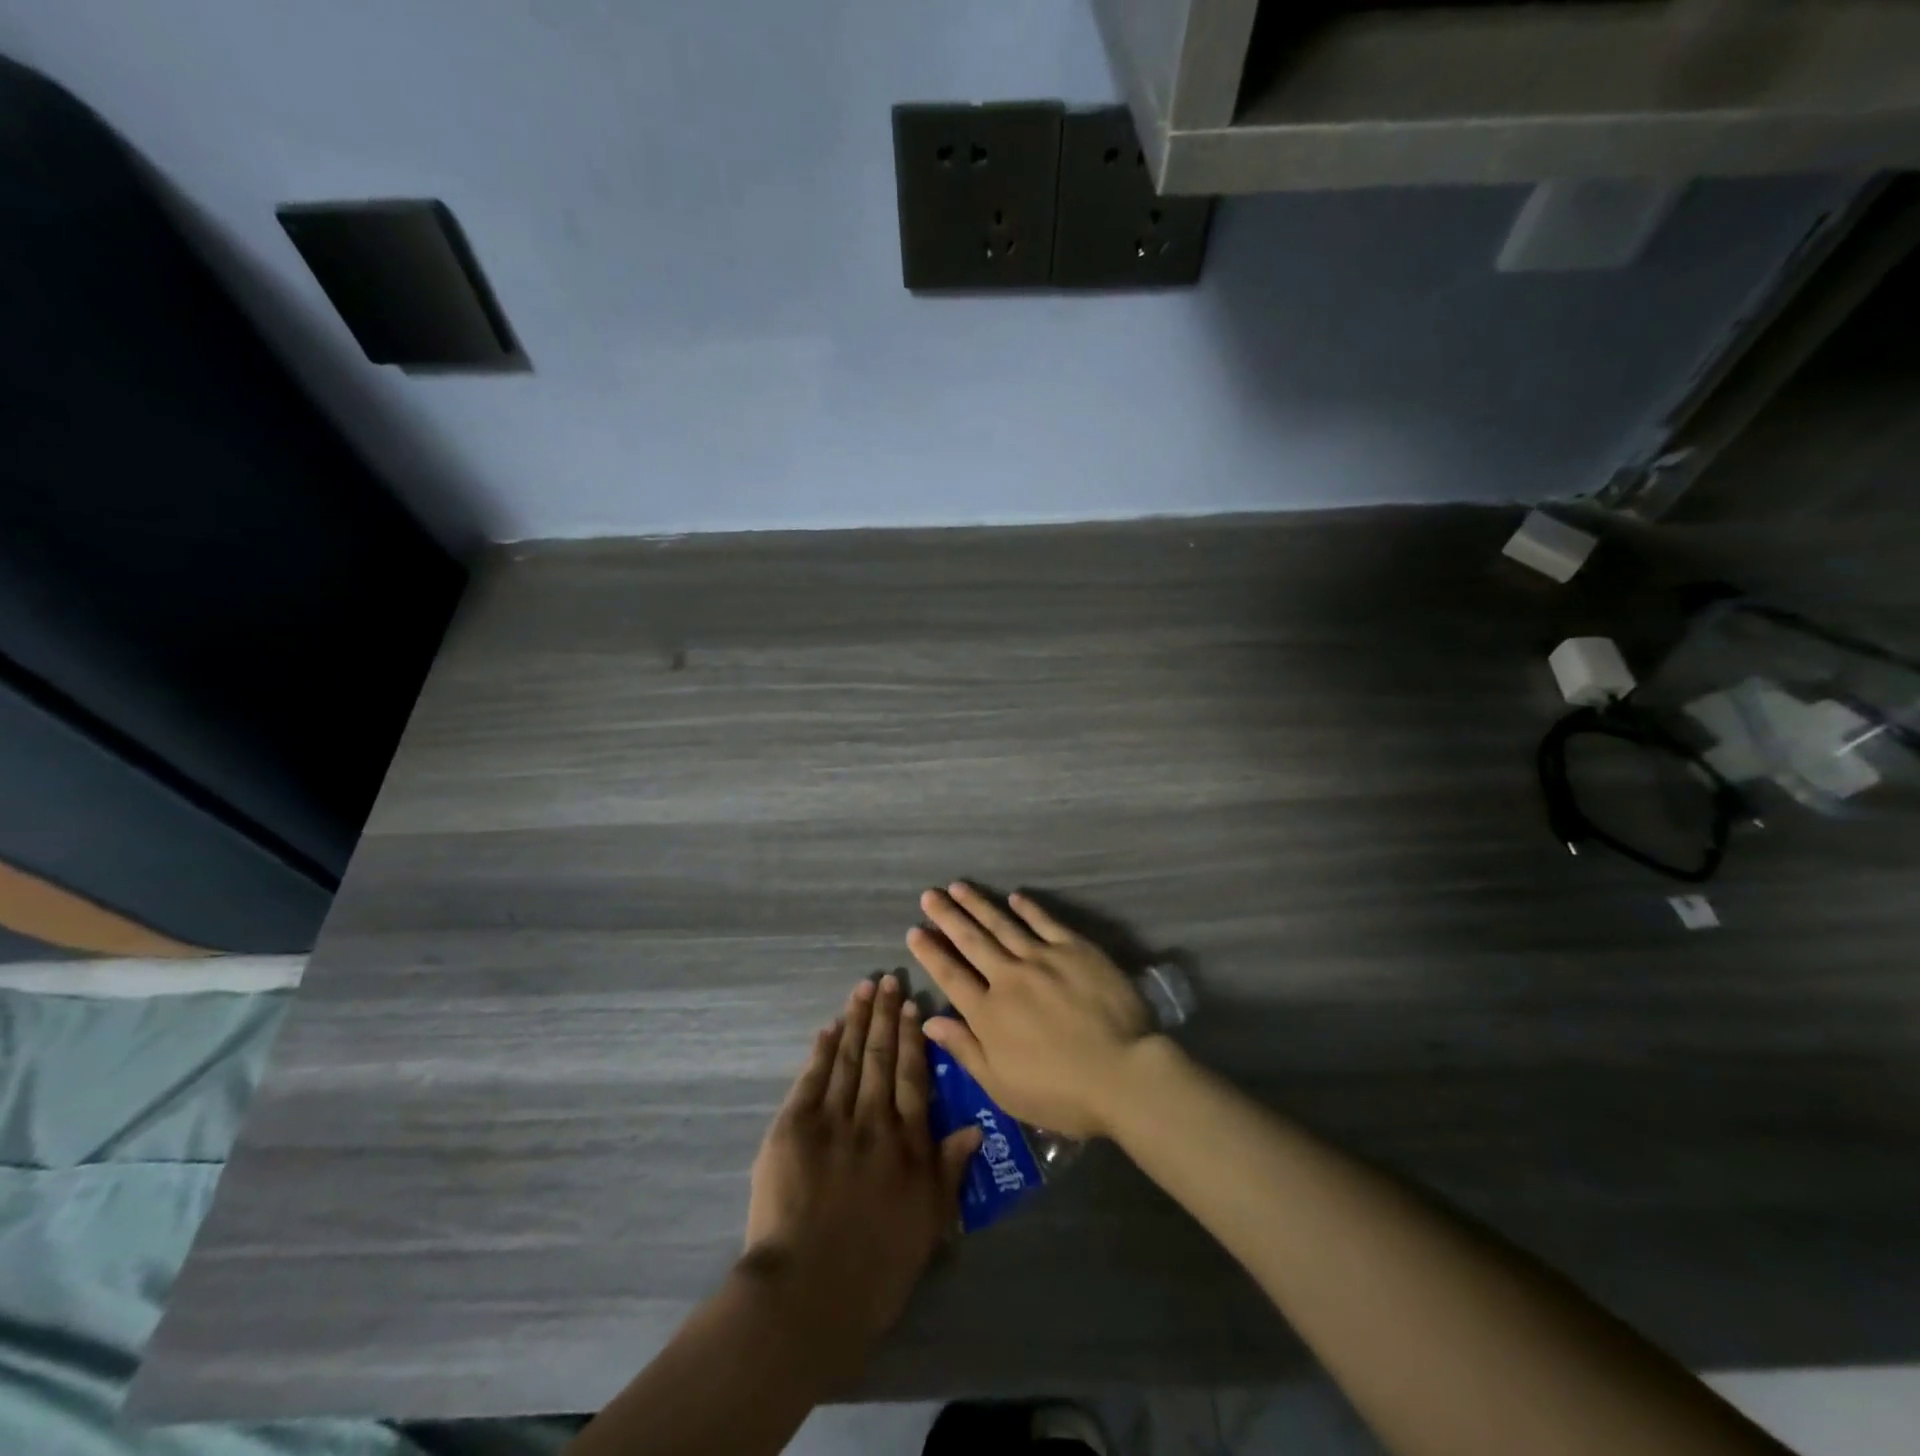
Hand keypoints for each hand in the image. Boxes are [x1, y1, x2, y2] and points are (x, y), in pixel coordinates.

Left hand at [742, 975, 980, 1376]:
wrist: (807, 1295)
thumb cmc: (876, 1268)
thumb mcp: (929, 1224)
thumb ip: (950, 1169)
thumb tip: (974, 1124)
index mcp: (907, 1143)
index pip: (914, 1077)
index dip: (914, 1039)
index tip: (914, 1006)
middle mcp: (873, 1120)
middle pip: (881, 1057)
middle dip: (885, 1016)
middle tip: (888, 980)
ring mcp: (832, 1119)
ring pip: (848, 1058)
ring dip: (856, 1020)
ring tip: (864, 989)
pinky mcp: (794, 1127)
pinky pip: (811, 1078)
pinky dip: (821, 1050)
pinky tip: (829, 1027)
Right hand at [907, 883, 1155, 1138]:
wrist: (1123, 1073)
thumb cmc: (1061, 1093)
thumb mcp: (1002, 1087)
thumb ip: (965, 1050)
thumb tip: (930, 1020)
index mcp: (988, 1013)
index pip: (950, 975)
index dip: (931, 952)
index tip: (914, 930)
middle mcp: (1009, 977)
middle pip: (972, 941)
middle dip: (947, 916)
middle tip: (929, 894)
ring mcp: (1043, 958)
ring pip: (1003, 924)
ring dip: (979, 904)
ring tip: (958, 886)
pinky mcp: (1075, 949)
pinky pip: (1045, 922)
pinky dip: (1028, 908)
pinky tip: (1014, 896)